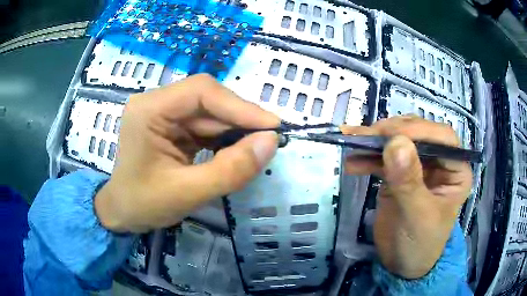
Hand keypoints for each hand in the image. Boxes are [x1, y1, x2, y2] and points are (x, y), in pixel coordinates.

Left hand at [95, 74, 279, 232]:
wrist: (122, 213)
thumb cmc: (143, 204)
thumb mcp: (187, 193)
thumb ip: (230, 170)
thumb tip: (271, 141)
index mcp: (149, 109)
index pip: (201, 92)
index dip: (240, 106)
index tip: (273, 126)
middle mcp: (157, 103)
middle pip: (208, 100)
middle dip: (240, 120)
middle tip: (270, 140)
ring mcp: (165, 114)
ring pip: (211, 114)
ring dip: (235, 131)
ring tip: (256, 150)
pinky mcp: (173, 127)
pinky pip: (206, 127)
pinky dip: (225, 140)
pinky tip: (237, 153)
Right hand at [343, 116, 472, 278]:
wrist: (401, 265)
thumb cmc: (420, 244)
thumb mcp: (418, 217)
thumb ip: (409, 182)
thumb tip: (395, 143)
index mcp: (455, 170)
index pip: (443, 138)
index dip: (419, 131)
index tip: (390, 136)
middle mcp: (440, 162)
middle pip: (418, 133)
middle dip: (392, 132)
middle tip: (366, 137)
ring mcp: (419, 165)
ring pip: (399, 141)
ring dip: (374, 141)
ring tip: (351, 142)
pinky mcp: (399, 173)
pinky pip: (384, 158)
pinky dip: (367, 157)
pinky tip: (352, 163)